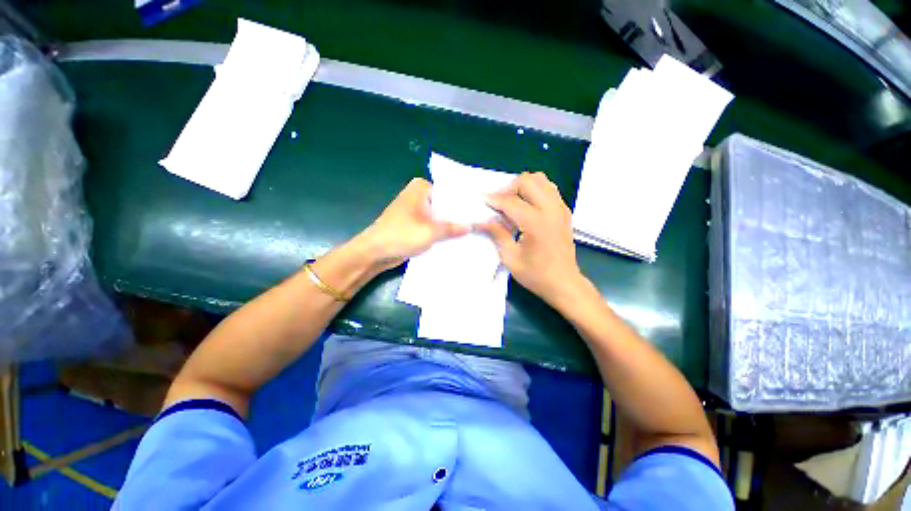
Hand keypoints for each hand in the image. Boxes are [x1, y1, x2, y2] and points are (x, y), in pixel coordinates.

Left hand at [355, 178, 468, 271]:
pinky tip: (456, 238)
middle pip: (445, 204)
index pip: (450, 192)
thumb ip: (453, 228)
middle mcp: (418, 195)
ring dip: (449, 225)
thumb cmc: (402, 235)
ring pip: (439, 216)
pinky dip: (440, 231)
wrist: (375, 252)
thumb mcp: (432, 232)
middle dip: (458, 216)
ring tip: (471, 231)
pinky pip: (432, 225)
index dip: (464, 203)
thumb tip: (472, 226)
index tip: (480, 212)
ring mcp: (415, 209)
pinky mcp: (413, 223)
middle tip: (479, 223)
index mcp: (421, 188)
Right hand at [478, 172, 585, 304]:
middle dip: (509, 188)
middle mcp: (551, 209)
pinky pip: (549, 189)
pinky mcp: (564, 211)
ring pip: (541, 180)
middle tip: (499, 203)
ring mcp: (560, 208)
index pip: (510, 201)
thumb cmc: (536, 274)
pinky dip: (535, 190)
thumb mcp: (510, 257)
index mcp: (536, 222)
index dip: (493, 199)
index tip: (481, 197)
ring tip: (512, 202)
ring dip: (523, 186)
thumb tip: (481, 220)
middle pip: (528, 181)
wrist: (564, 283)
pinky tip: (526, 206)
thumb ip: (496, 233)